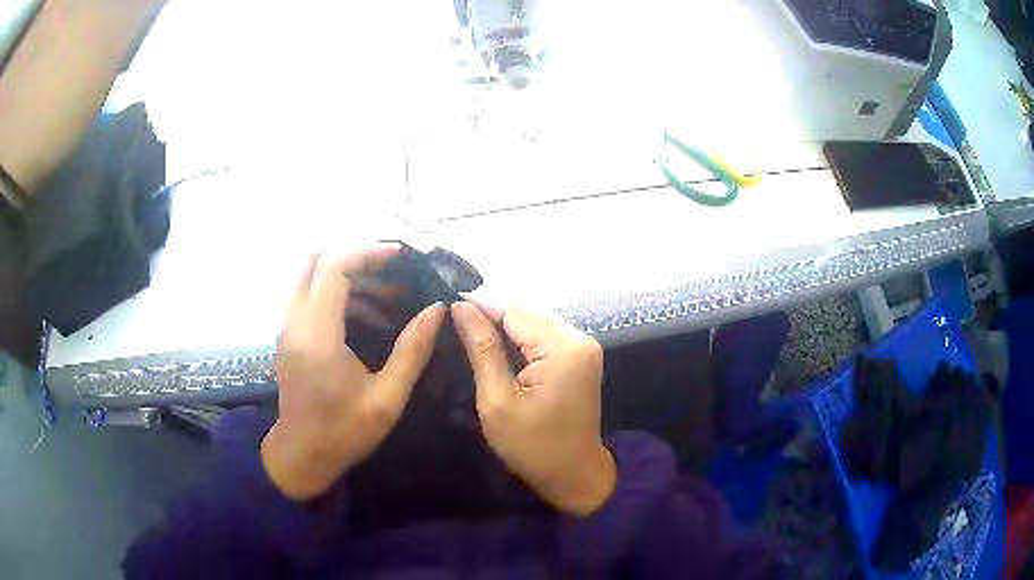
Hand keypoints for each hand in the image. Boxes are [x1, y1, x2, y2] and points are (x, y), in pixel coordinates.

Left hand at [261, 245, 445, 500]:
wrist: (301, 454)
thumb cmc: (344, 432)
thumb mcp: (387, 398)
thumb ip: (412, 351)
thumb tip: (437, 310)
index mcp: (318, 333)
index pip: (334, 267)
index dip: (367, 252)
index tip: (400, 257)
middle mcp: (296, 320)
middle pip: (315, 259)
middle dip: (354, 255)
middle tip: (391, 268)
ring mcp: (288, 326)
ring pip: (309, 274)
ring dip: (346, 272)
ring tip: (387, 292)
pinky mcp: (289, 334)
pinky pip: (308, 293)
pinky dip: (335, 289)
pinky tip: (366, 312)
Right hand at [451, 301, 615, 515]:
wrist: (575, 474)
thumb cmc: (533, 447)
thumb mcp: (498, 402)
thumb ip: (482, 350)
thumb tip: (461, 307)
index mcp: (562, 349)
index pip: (515, 309)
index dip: (480, 303)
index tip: (447, 303)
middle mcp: (579, 338)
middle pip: (527, 309)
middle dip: (491, 310)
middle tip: (454, 318)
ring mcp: (583, 346)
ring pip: (534, 318)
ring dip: (503, 322)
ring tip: (468, 328)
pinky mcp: (579, 356)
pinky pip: (543, 333)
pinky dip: (518, 335)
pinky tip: (495, 342)